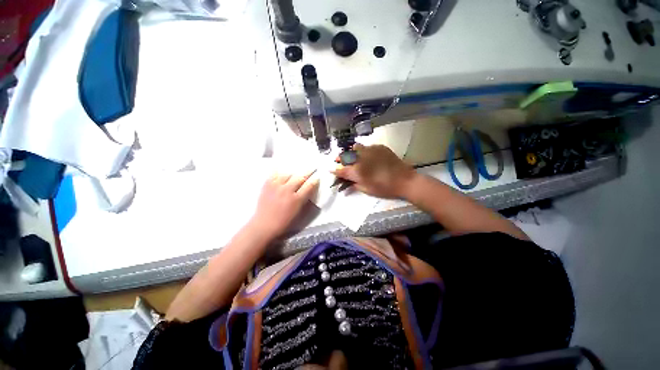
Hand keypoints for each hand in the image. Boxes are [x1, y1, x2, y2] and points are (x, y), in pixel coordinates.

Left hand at [249, 170, 318, 238]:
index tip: (317, 176)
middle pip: (300, 177)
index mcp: (296, 200)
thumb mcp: (298, 212)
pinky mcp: (267, 185)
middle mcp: (287, 191)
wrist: (264, 225)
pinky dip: (280, 171)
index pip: (309, 186)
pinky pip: (274, 173)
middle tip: (312, 167)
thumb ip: (304, 200)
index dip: (314, 180)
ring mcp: (276, 186)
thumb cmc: (283, 222)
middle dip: (307, 172)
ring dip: (294, 173)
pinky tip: (282, 170)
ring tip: (296, 171)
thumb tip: (308, 190)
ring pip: (288, 174)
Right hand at [332, 144, 416, 198]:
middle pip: (345, 155)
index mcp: (357, 171)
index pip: (341, 170)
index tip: (330, 169)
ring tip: (352, 155)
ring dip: (351, 152)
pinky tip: (367, 155)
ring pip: (355, 147)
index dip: (334, 170)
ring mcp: (370, 150)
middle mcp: (361, 158)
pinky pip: (367, 147)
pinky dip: (364, 151)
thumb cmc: (384, 188)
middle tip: (338, 160)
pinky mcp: (379, 147)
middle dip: (340, 158)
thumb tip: (347, 182)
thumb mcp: (367, 190)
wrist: (404, 180)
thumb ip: (354, 184)